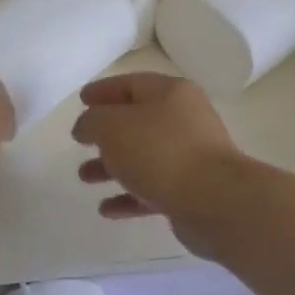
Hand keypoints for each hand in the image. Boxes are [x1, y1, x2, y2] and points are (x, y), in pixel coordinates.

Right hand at [71, 73, 243, 251]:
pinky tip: (107, 210)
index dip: (103, 90)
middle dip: (106, 133)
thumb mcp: (112, 126)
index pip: (131, 84)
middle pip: (138, 121)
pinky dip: (129, 197)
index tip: (81, 100)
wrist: (214, 201)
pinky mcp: (192, 190)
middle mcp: (184, 120)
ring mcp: (191, 156)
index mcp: (170, 94)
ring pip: (143, 157)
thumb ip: (92, 121)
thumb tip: (86, 126)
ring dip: (112, 167)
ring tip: (84, 177)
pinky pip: (153, 189)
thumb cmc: (159, 152)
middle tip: (81, 141)